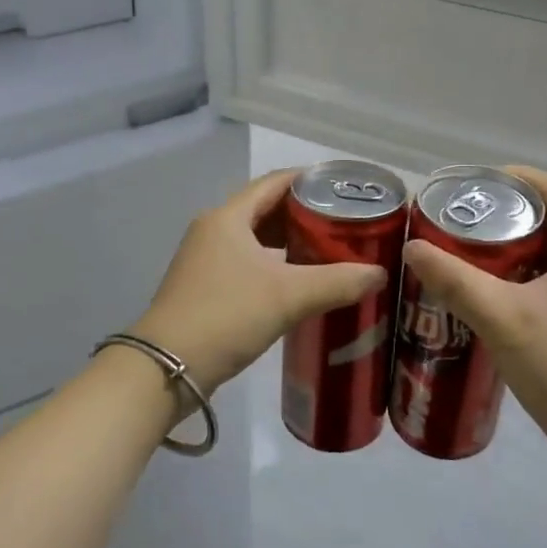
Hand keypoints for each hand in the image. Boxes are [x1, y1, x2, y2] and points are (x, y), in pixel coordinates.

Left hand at [131, 169, 388, 390]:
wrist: (167, 367)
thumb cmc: (226, 316)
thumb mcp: (287, 296)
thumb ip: (337, 282)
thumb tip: (379, 274)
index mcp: (228, 217)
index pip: (274, 183)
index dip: (309, 180)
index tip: (344, 187)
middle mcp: (213, 230)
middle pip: (265, 210)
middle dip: (304, 215)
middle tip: (345, 224)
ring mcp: (204, 260)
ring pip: (255, 240)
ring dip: (289, 243)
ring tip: (330, 253)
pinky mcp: (203, 287)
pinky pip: (246, 264)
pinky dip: (274, 266)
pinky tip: (298, 285)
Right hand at [400, 167, 546, 482]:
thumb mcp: (504, 321)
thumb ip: (455, 280)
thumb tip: (412, 247)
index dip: (515, 178)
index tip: (470, 184)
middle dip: (514, 212)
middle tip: (466, 220)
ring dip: (527, 243)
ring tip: (479, 252)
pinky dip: (541, 269)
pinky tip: (509, 291)